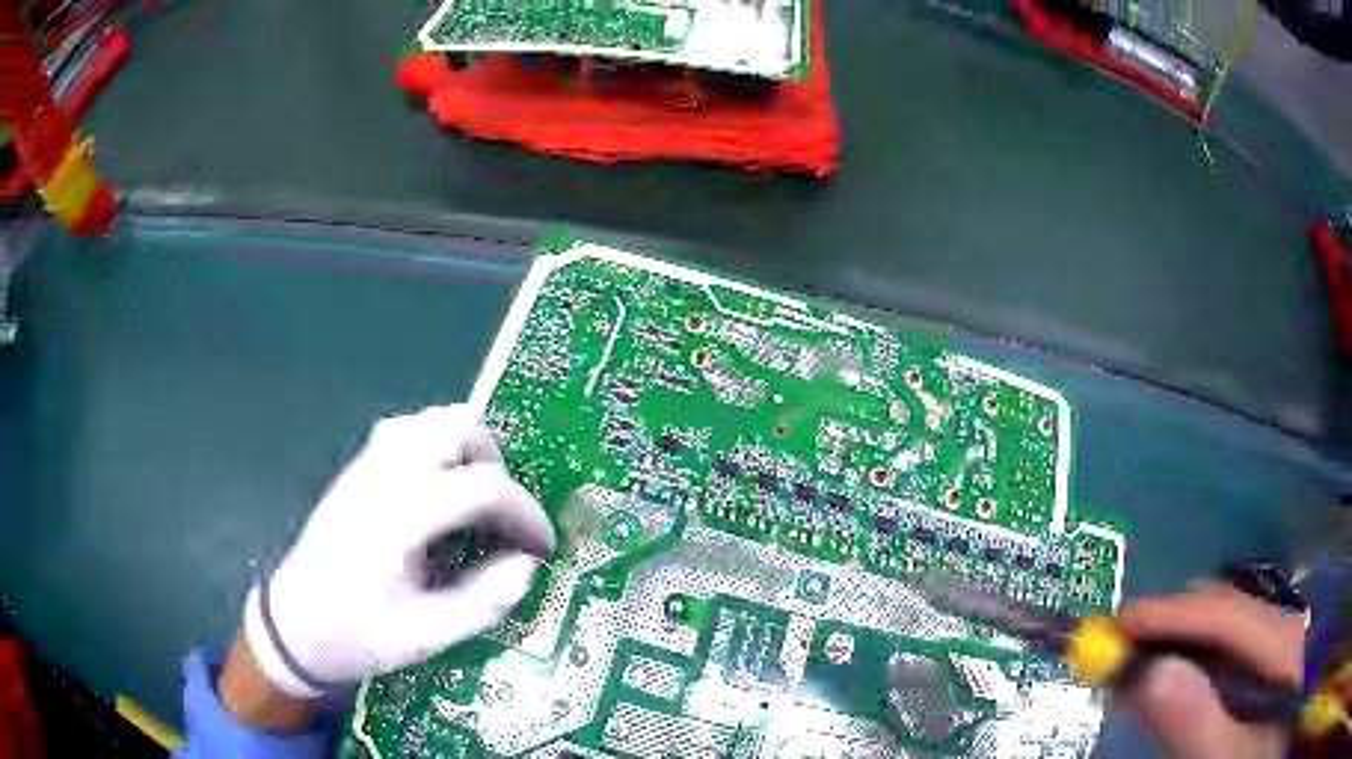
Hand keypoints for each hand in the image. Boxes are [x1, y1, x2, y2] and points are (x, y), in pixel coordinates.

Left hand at [239, 405, 555, 698]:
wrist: (292, 625)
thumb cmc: (357, 635)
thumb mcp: (425, 637)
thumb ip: (482, 602)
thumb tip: (527, 566)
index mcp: (401, 514)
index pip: (485, 485)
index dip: (526, 514)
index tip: (541, 548)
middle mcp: (385, 473)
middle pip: (461, 425)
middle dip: (496, 466)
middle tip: (499, 520)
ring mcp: (367, 465)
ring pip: (434, 419)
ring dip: (467, 453)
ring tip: (471, 508)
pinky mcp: (358, 469)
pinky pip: (410, 432)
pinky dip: (438, 451)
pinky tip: (436, 499)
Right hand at [1116, 586, 1305, 758]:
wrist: (1259, 756)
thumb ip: (1197, 725)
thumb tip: (1150, 674)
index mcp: (1282, 647)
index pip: (1228, 617)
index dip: (1173, 614)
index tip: (1118, 622)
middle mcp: (1281, 633)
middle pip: (1227, 614)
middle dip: (1172, 623)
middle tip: (1117, 639)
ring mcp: (1275, 650)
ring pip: (1225, 629)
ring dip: (1178, 639)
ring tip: (1136, 654)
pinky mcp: (1263, 672)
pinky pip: (1226, 653)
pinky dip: (1192, 659)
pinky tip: (1170, 673)